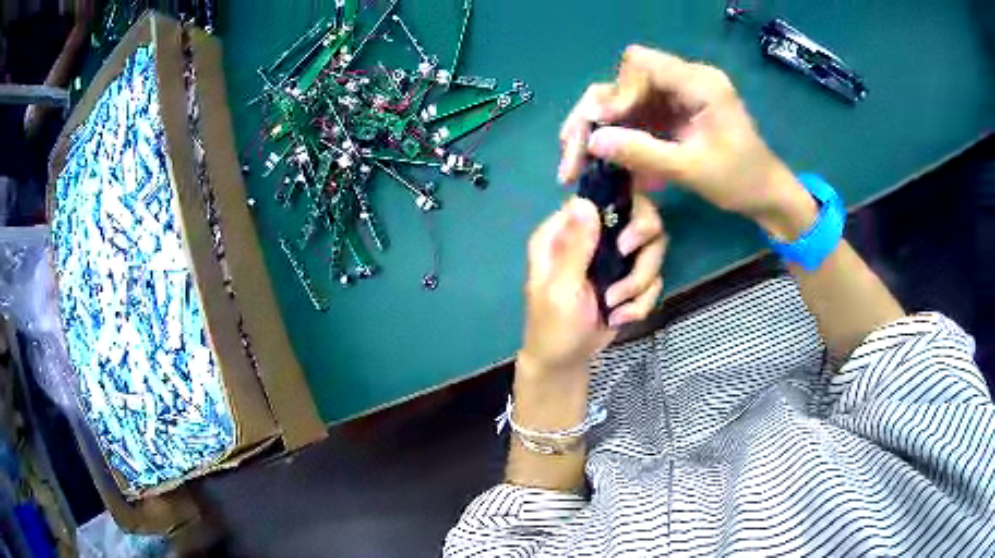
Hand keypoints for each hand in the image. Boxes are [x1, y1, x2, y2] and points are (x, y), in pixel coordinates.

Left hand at [520, 195, 665, 374]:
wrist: (566, 362)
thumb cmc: (554, 326)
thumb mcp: (561, 289)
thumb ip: (574, 247)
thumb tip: (583, 201)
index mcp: (564, 231)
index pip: (602, 198)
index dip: (626, 210)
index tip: (627, 243)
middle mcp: (592, 236)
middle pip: (640, 218)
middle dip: (643, 251)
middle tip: (628, 268)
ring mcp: (614, 256)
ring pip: (653, 250)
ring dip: (639, 283)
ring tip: (615, 307)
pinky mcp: (629, 278)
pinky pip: (654, 279)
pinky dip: (641, 302)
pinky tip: (620, 318)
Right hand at [558, 46, 817, 239]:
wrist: (766, 195)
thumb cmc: (741, 181)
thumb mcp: (692, 170)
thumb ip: (643, 153)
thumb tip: (592, 141)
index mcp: (699, 83)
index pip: (640, 63)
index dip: (616, 92)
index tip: (605, 129)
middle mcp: (684, 80)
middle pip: (624, 80)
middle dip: (596, 113)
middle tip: (572, 148)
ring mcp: (677, 96)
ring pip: (623, 98)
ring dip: (601, 128)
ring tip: (579, 160)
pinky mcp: (673, 112)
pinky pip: (635, 116)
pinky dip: (618, 137)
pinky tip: (607, 161)